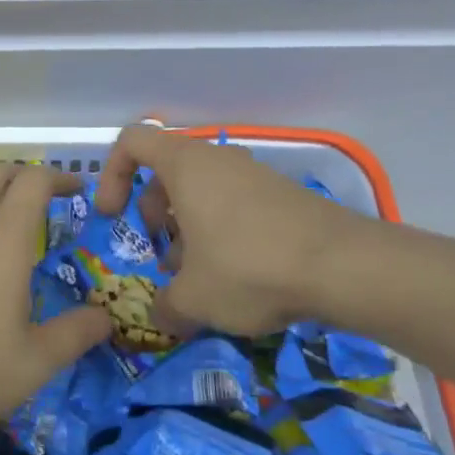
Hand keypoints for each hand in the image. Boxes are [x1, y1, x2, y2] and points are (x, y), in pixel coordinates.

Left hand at [0, 163, 112, 446]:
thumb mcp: (35, 360)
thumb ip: (75, 334)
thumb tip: (106, 319)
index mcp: (5, 236)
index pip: (34, 180)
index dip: (59, 177)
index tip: (79, 189)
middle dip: (27, 176)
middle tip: (52, 199)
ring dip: (1, 202)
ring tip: (26, 237)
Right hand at [93, 123, 358, 336]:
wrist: (342, 266)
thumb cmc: (249, 267)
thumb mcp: (194, 297)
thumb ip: (164, 306)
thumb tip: (159, 313)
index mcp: (184, 165)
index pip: (132, 141)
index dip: (111, 175)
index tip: (113, 217)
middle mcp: (216, 159)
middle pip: (166, 172)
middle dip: (152, 214)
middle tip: (158, 257)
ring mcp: (252, 174)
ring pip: (201, 191)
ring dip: (187, 229)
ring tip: (197, 278)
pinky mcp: (280, 195)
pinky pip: (233, 204)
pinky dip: (220, 232)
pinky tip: (236, 278)